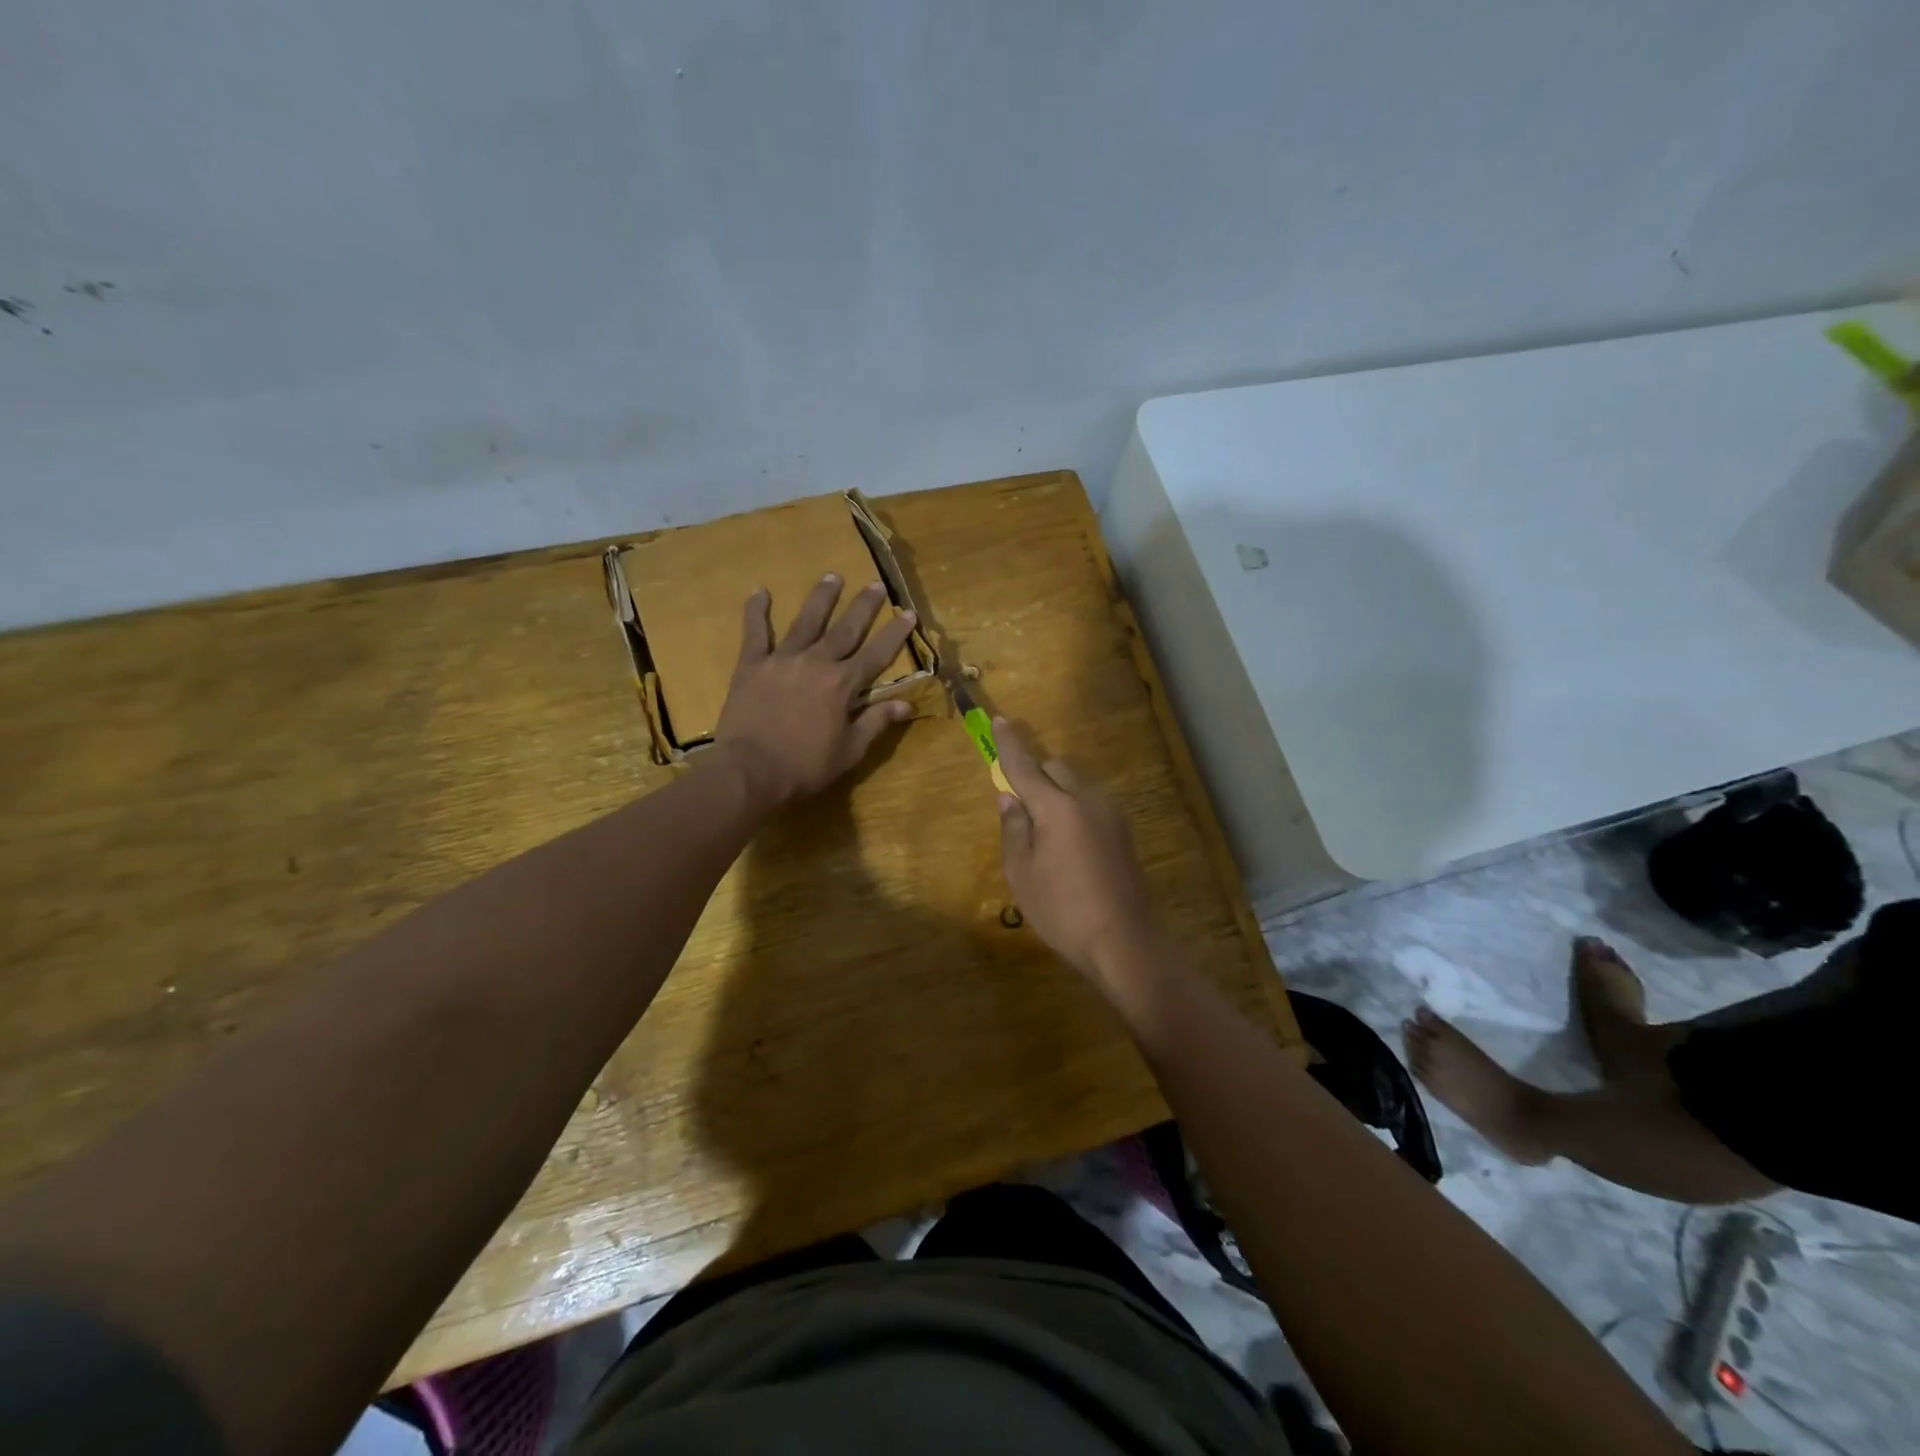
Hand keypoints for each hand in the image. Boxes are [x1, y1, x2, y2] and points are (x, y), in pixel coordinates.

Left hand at [710, 574, 917, 809]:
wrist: (750, 771)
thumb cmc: (805, 766)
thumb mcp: (850, 751)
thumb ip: (876, 722)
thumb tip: (906, 704)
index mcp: (843, 684)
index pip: (877, 653)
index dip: (895, 633)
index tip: (908, 612)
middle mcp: (816, 662)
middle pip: (845, 629)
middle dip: (863, 606)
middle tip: (875, 584)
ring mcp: (782, 660)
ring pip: (806, 621)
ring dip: (821, 598)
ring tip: (832, 576)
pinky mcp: (752, 665)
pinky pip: (754, 633)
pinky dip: (756, 611)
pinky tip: (759, 591)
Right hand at [994, 720, 1166, 994]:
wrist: (1125, 942)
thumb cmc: (1063, 910)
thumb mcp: (1022, 873)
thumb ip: (1014, 828)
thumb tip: (1009, 797)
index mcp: (1058, 807)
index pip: (1025, 766)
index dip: (1009, 744)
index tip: (999, 721)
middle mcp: (1088, 800)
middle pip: (1056, 769)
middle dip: (1035, 774)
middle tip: (1019, 806)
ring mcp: (1111, 815)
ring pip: (1076, 787)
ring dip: (1056, 794)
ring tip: (1043, 836)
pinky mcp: (1124, 833)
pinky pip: (1090, 806)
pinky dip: (1073, 810)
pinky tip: (1068, 847)